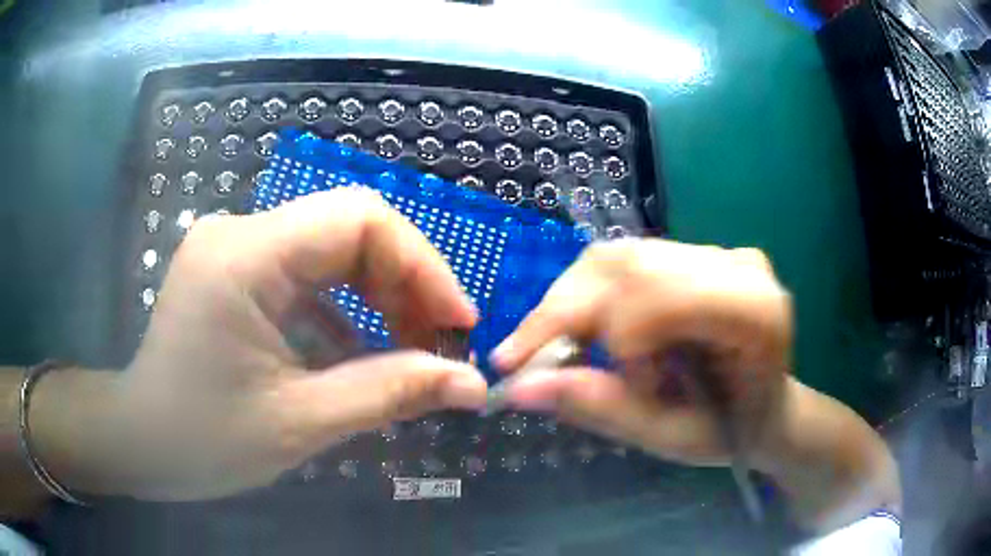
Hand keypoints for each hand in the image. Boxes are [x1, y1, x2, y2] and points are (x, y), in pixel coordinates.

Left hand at [104, 188, 486, 500]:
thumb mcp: (300, 423)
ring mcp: (235, 248)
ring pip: (332, 251)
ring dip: (379, 299)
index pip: (358, 217)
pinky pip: (308, 276)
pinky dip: (346, 311)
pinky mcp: (236, 272)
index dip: (421, 263)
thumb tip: (470, 384)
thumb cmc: (203, 440)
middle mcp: (240, 232)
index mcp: (244, 255)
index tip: (457, 323)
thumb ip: (390, 394)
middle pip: (349, 230)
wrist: (141, 441)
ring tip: (408, 353)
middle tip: (438, 346)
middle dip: (405, 285)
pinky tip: (361, 354)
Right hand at [491, 238, 792, 466]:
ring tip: (541, 347)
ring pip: (617, 257)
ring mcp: (715, 252)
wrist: (766, 404)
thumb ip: (603, 409)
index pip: (663, 295)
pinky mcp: (693, 253)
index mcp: (754, 311)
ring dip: (566, 302)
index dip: (618, 335)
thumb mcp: (672, 438)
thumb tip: (520, 389)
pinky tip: (575, 330)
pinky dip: (584, 295)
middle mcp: (736, 266)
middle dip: (564, 313)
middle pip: (631, 266)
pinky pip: (623, 260)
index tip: (608, 384)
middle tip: (516, 360)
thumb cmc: (733, 432)